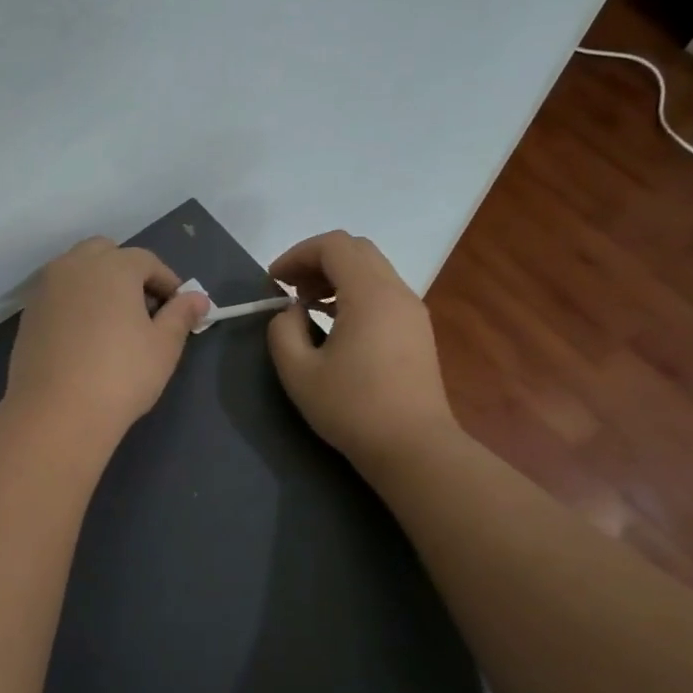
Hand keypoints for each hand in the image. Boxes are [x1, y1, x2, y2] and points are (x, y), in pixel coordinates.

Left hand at [4, 237, 208, 442]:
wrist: (57, 411)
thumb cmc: (121, 375)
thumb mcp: (163, 346)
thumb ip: (181, 315)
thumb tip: (198, 298)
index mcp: (113, 266)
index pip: (147, 260)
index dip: (166, 281)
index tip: (178, 306)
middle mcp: (75, 265)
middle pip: (106, 253)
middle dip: (127, 271)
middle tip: (143, 307)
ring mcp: (46, 288)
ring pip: (77, 270)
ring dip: (98, 283)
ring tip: (113, 320)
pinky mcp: (28, 313)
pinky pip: (58, 294)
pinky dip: (75, 301)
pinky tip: (85, 334)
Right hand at [267, 231, 458, 472]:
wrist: (413, 447)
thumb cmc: (352, 408)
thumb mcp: (298, 372)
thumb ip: (283, 331)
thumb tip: (292, 312)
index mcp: (369, 294)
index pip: (333, 246)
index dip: (297, 254)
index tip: (274, 282)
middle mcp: (397, 292)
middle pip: (356, 250)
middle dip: (317, 261)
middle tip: (290, 289)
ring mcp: (412, 311)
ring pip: (372, 270)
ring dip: (337, 277)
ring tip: (309, 306)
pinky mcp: (418, 331)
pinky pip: (383, 292)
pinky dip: (355, 293)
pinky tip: (336, 324)